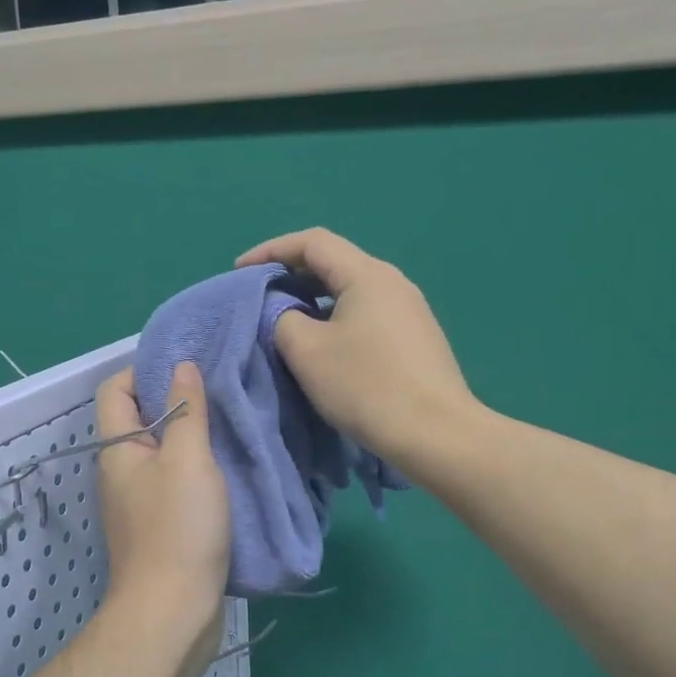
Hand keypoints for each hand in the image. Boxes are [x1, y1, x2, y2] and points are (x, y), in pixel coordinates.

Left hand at [95, 362, 229, 676]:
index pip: (115, 389)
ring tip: (232, 426)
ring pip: (162, 454)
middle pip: (140, 420)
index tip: (188, 367)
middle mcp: (121, 473)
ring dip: (192, 439)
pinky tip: (230, 469)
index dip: (144, 370)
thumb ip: (186, 410)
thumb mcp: (188, 460)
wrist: (174, 612)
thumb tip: (181, 365)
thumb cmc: (178, 528)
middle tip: (220, 392)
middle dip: (176, 402)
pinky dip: (198, 472)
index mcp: (118, 450)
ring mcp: (139, 504)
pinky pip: (175, 484)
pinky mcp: (160, 529)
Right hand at [237, 228, 477, 479]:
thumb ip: (282, 319)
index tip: (240, 271)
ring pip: (352, 291)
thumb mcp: (306, 351)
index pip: (312, 242)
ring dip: (315, 299)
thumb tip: (286, 313)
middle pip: (335, 263)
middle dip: (292, 274)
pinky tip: (326, 346)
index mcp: (367, 274)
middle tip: (260, 296)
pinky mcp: (417, 338)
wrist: (435, 434)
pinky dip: (337, 318)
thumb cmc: (366, 386)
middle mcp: (394, 282)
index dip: (271, 250)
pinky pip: (368, 314)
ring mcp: (411, 310)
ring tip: (287, 322)